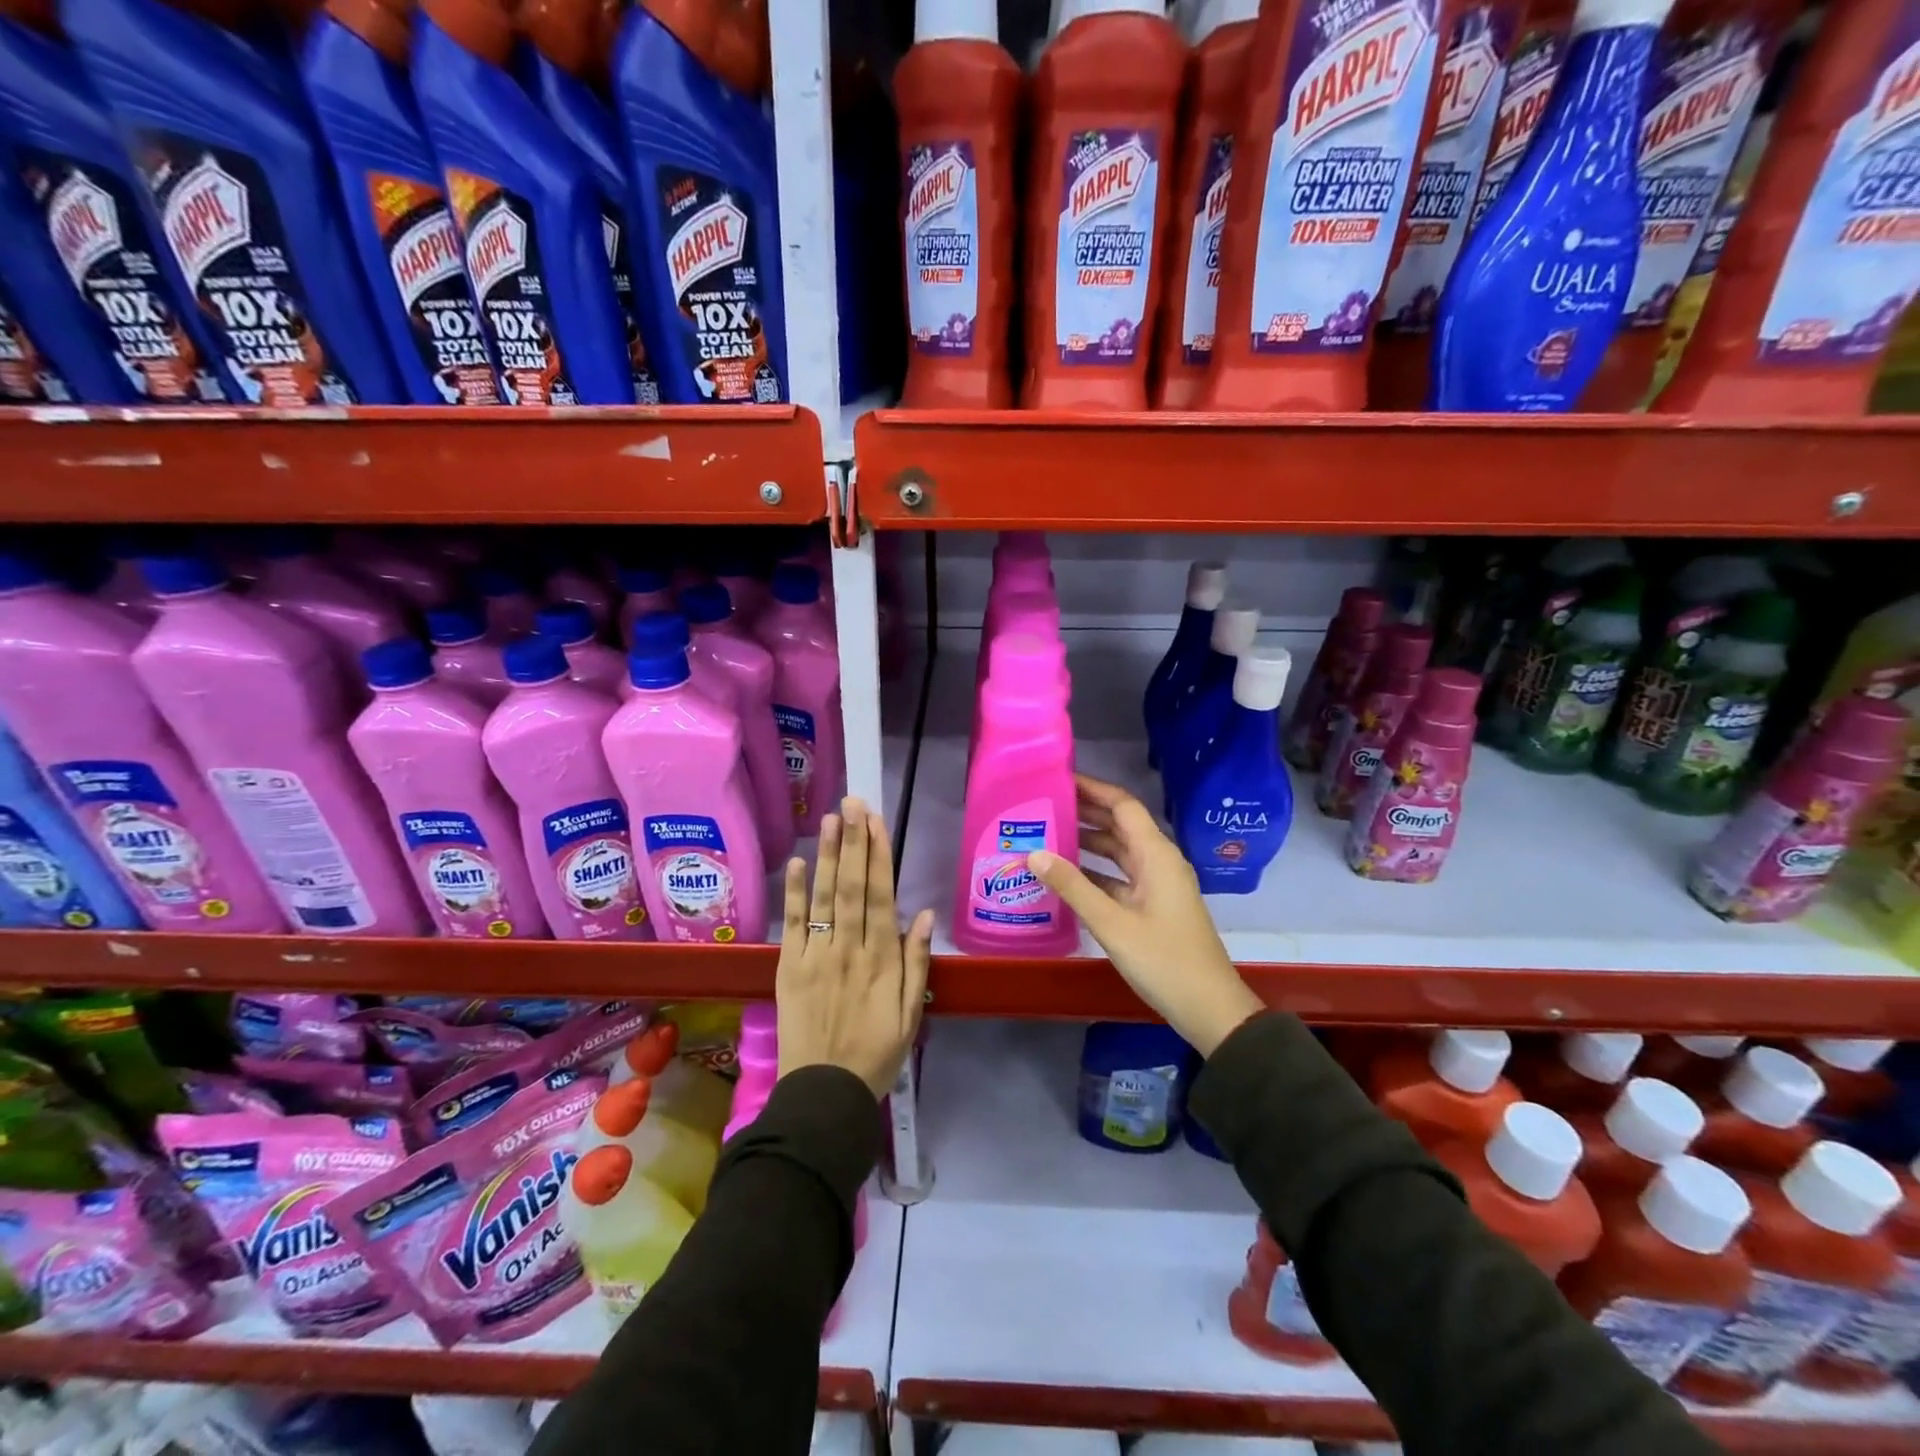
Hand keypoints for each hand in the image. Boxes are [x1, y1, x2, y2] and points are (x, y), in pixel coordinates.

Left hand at [776, 796, 934, 1096]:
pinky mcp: (789, 968)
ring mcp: (816, 956)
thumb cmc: (875, 1054)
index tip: (876, 822)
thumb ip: (916, 963)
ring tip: (829, 819)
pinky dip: (794, 893)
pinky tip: (796, 863)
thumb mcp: (910, 1015)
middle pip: (851, 886)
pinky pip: (792, 925)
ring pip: (823, 897)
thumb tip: (922, 915)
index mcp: (882, 959)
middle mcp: (849, 949)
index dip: (878, 856)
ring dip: (826, 855)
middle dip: (853, 841)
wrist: (824, 1093)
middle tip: (852, 803)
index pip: (880, 895)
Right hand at [1028, 775, 1263, 1055]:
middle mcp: (1158, 861)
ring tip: (1046, 833)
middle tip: (1043, 804)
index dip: (1093, 788)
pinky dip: (1094, 871)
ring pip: (1118, 852)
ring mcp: (1157, 884)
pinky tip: (1064, 875)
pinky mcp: (1152, 906)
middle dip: (1085, 812)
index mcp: (1156, 854)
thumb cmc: (1164, 960)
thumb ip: (1072, 886)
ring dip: (1087, 842)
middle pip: (1119, 825)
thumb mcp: (1112, 923)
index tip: (1058, 779)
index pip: (1123, 805)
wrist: (1209, 1008)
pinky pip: (1119, 877)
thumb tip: (1033, 853)